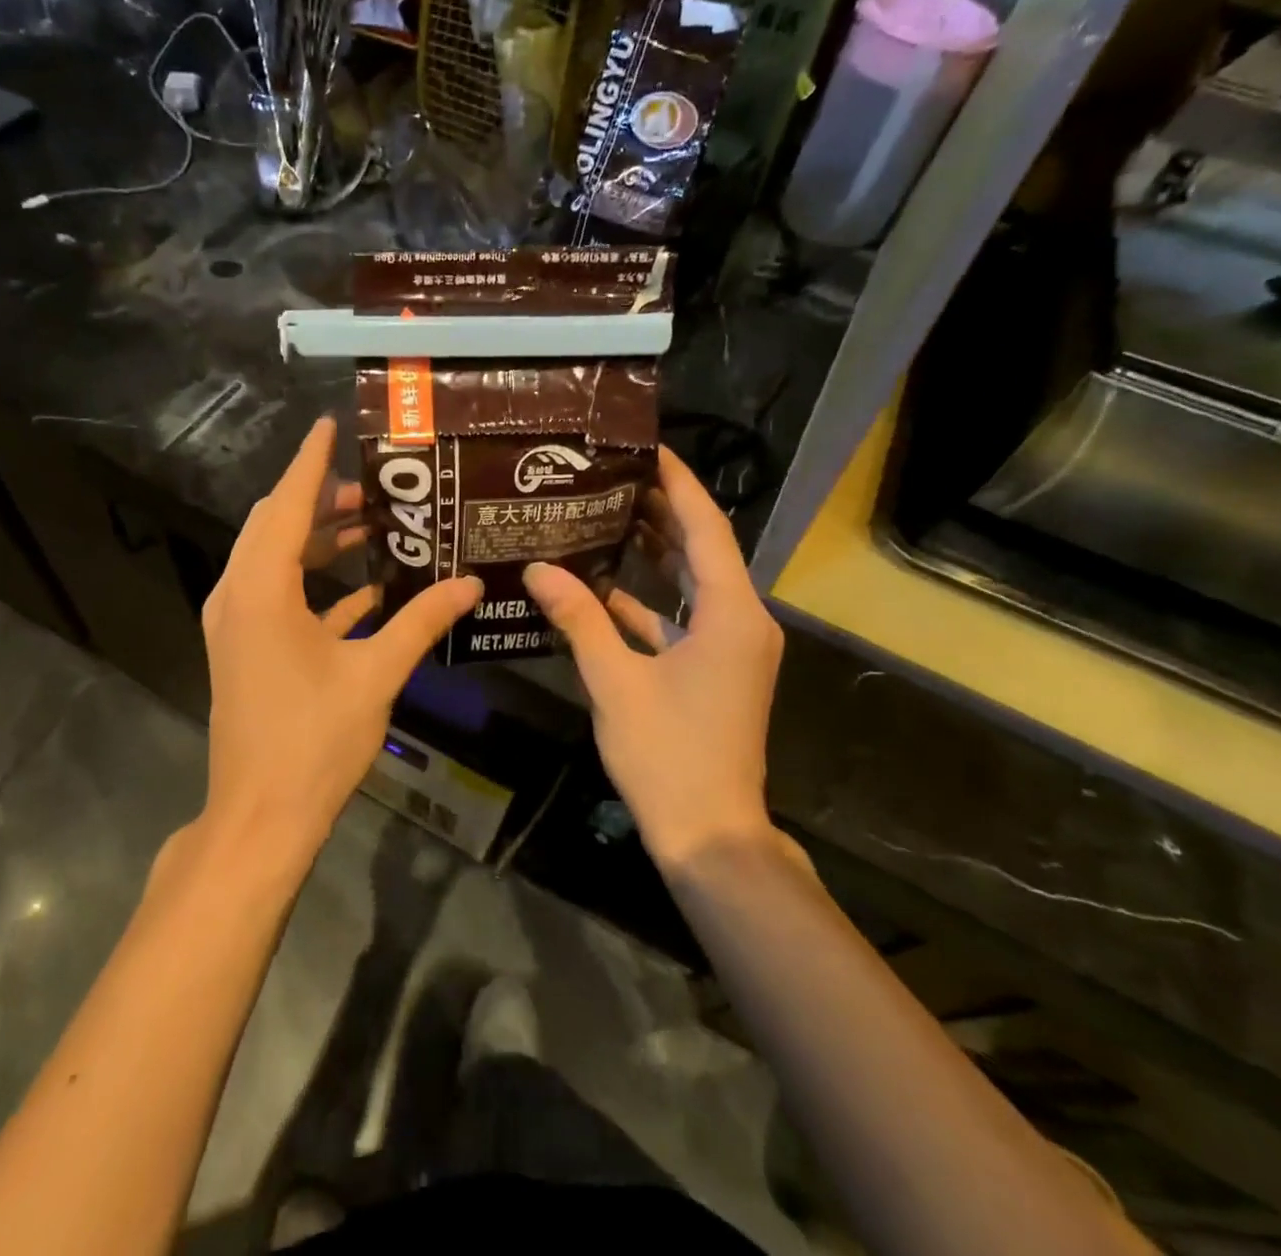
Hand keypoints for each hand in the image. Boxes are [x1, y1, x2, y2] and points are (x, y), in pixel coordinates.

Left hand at [200, 417, 481, 858]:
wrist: (261, 816)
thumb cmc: (314, 740)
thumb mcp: (375, 674)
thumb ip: (421, 621)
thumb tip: (471, 584)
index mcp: (262, 589)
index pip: (288, 505)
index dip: (310, 462)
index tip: (330, 425)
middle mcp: (239, 595)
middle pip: (276, 526)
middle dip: (322, 501)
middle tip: (376, 490)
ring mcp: (237, 624)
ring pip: (276, 561)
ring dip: (320, 543)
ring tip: (374, 528)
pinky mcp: (246, 649)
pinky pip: (279, 599)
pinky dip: (316, 586)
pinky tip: (366, 591)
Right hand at [523, 447, 786, 871]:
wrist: (710, 834)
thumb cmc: (668, 754)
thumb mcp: (615, 681)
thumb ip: (578, 619)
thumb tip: (538, 569)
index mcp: (732, 613)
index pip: (706, 528)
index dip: (677, 484)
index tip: (647, 447)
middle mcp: (742, 621)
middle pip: (703, 550)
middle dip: (662, 511)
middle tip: (614, 476)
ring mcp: (732, 648)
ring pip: (693, 584)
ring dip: (656, 554)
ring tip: (608, 515)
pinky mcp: (716, 671)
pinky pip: (684, 619)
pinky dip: (650, 603)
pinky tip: (605, 588)